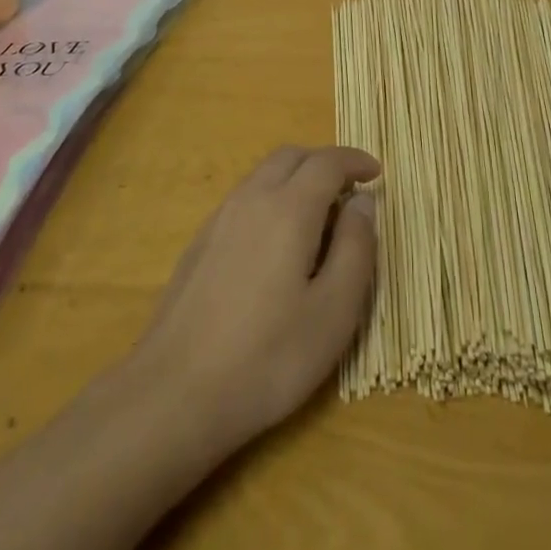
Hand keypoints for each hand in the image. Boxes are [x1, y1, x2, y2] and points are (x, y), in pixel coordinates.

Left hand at [131, 146, 378, 449]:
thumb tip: (362, 202)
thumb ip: (356, 248)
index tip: (377, 173)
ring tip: (318, 217)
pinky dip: (271, 198)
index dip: (356, 161)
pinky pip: (244, 198)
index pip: (328, 162)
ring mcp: (220, 218)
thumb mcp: (334, 312)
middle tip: (350, 191)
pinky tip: (276, 244)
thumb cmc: (267, 357)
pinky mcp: (200, 242)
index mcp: (289, 208)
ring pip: (264, 174)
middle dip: (325, 163)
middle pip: (291, 156)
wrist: (174, 393)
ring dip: (296, 178)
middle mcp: (252, 199)